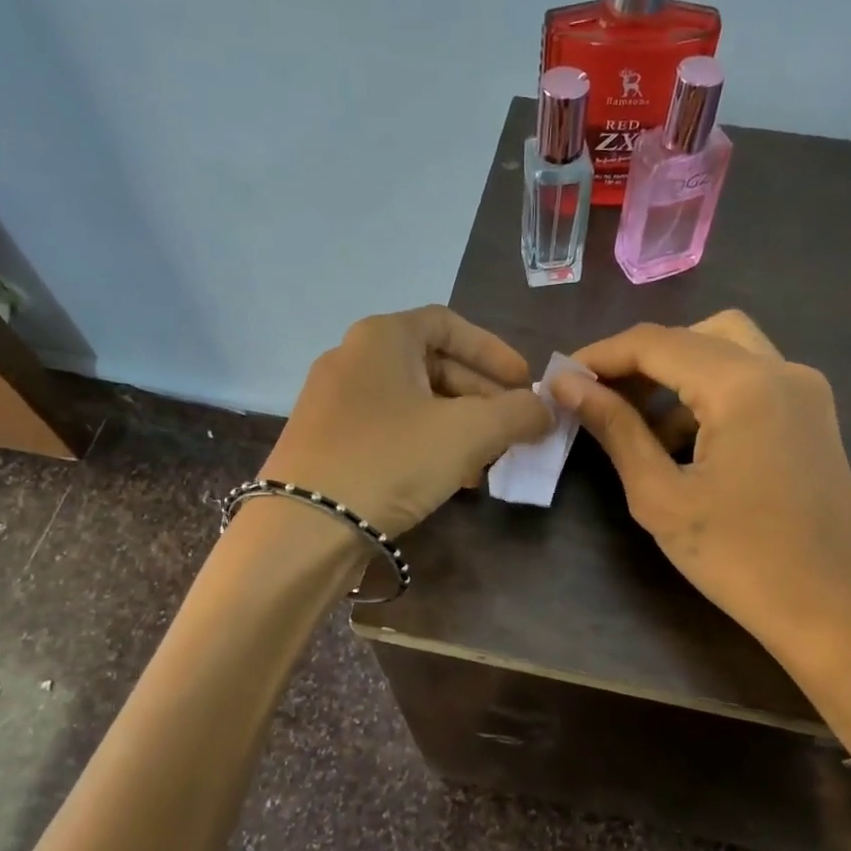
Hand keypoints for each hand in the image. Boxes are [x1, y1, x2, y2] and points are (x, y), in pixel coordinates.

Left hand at [261, 306, 551, 535]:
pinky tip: (450, 477)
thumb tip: (545, 410)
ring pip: (413, 401)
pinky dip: (426, 443)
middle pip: (433, 364)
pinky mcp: (326, 441)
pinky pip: (389, 429)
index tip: (525, 384)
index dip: (494, 351)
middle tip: (513, 427)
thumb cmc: (391, 460)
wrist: (305, 527)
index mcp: (382, 337)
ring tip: (487, 459)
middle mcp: (352, 358)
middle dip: (481, 396)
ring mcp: (333, 401)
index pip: (449, 323)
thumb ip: (517, 413)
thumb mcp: (468, 432)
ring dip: (458, 425)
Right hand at [551, 314, 850, 751]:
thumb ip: (614, 429)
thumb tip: (567, 384)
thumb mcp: (660, 496)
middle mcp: (782, 369)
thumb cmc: (738, 560)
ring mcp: (806, 390)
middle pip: (695, 335)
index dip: (601, 356)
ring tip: (638, 428)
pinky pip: (751, 380)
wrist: (832, 612)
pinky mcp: (813, 415)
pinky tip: (686, 445)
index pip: (656, 343)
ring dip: (676, 376)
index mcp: (744, 385)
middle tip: (600, 398)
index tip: (561, 380)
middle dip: (641, 360)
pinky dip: (709, 394)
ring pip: (727, 351)